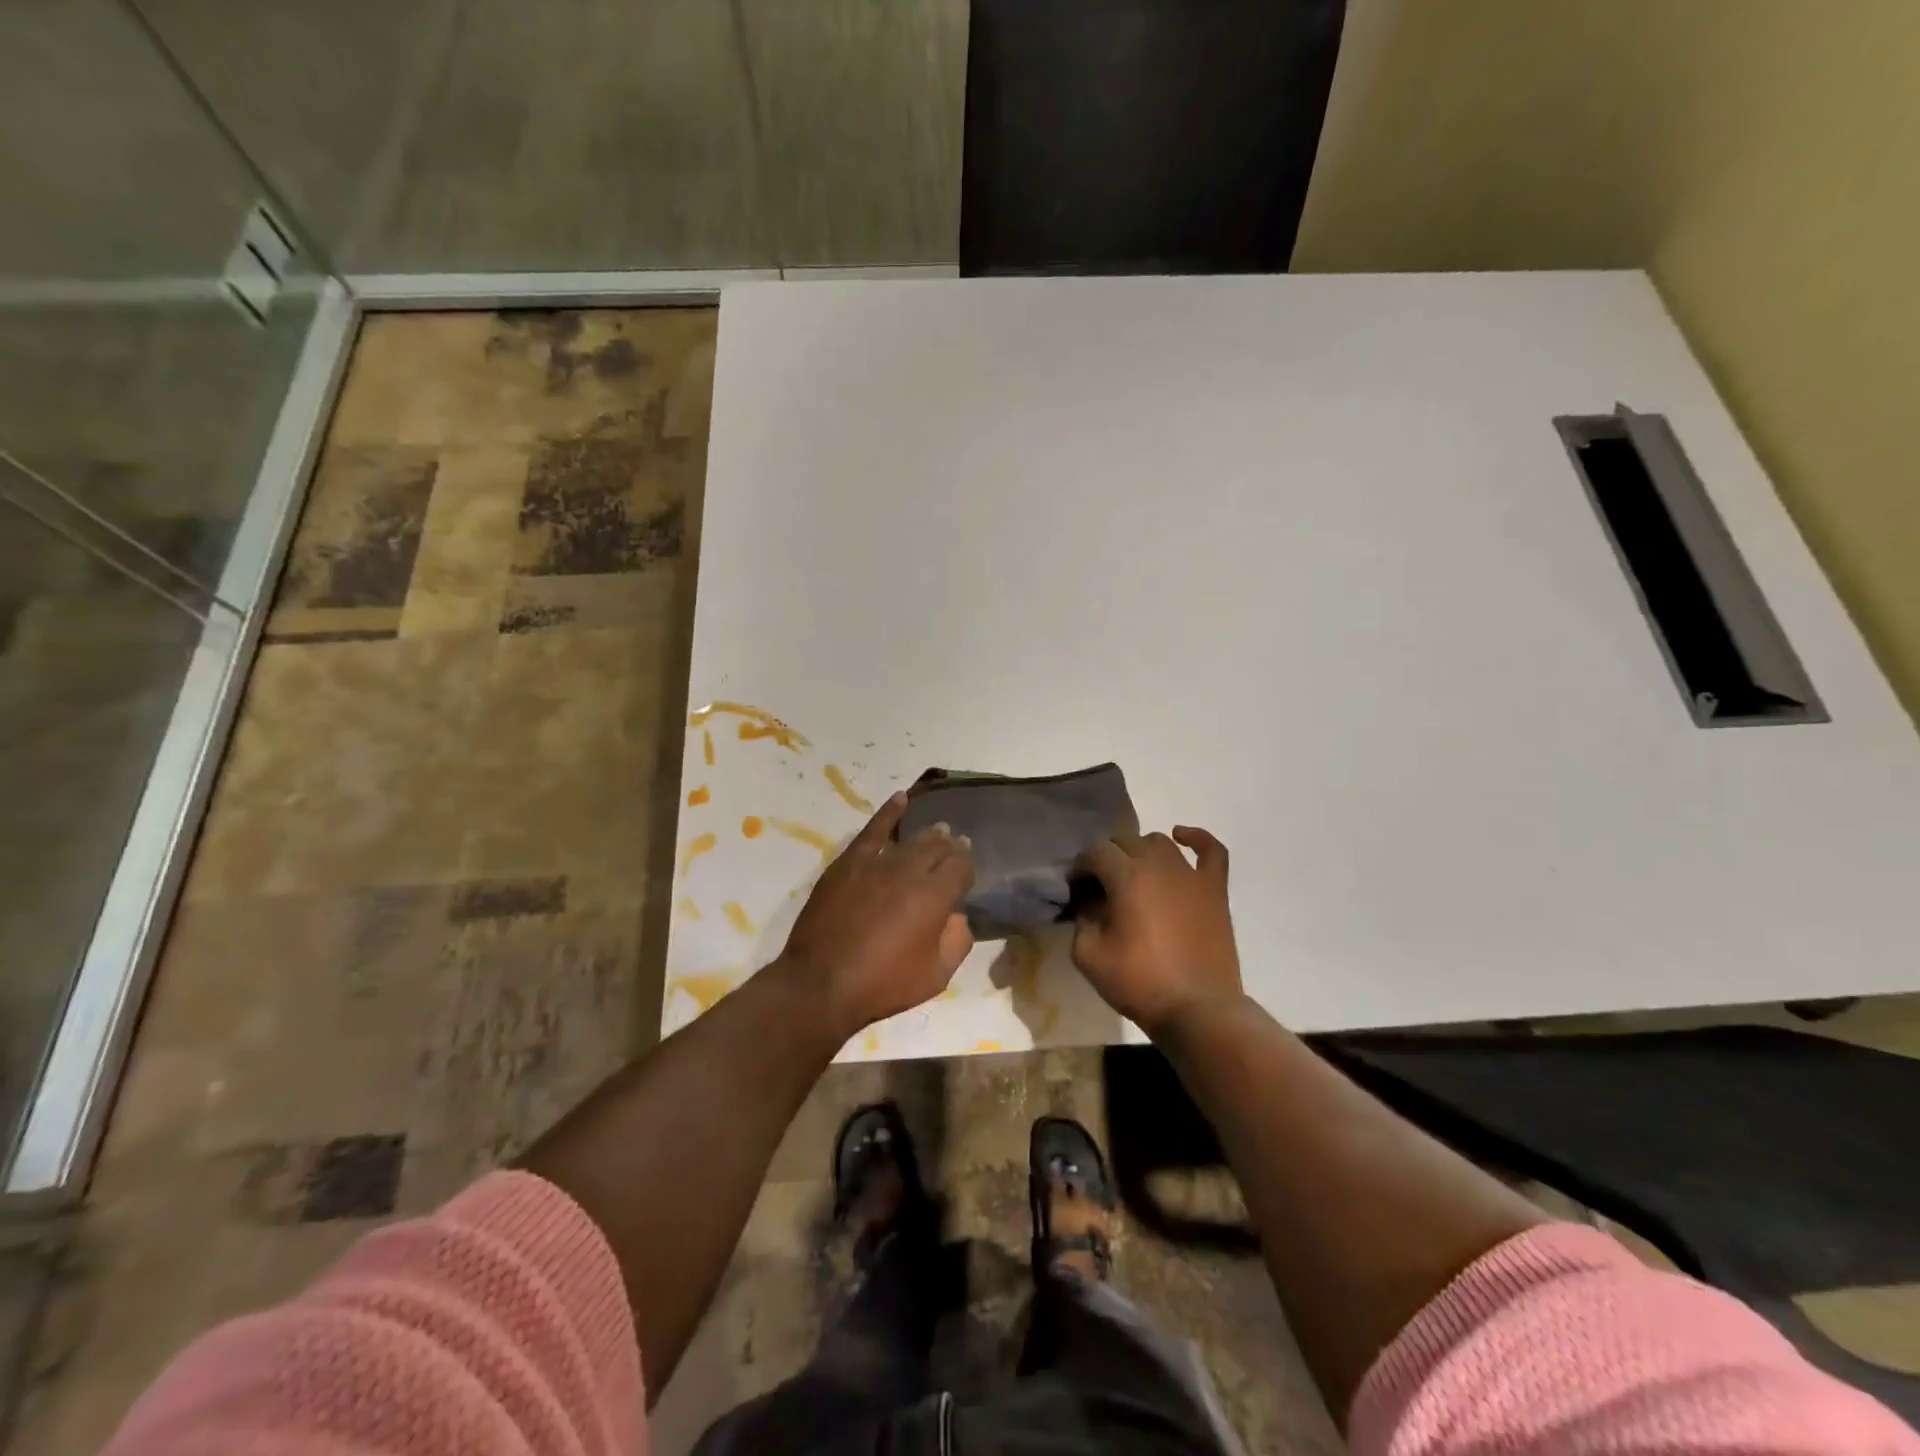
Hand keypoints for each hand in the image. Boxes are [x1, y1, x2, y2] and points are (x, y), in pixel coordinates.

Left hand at [780, 792, 974, 1039]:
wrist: (821, 984)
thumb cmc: (883, 985)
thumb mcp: (936, 976)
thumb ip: (957, 941)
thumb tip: (958, 916)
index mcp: (936, 897)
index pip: (961, 867)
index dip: (966, 865)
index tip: (967, 869)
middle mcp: (910, 871)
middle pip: (937, 847)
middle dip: (950, 846)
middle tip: (956, 845)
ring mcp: (877, 863)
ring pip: (911, 839)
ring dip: (928, 834)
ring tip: (938, 830)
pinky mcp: (849, 862)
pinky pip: (873, 830)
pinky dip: (889, 813)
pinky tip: (900, 799)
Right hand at [1071, 826, 1242, 1035]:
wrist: (1198, 1010)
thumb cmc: (1140, 983)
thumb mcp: (1088, 956)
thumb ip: (1082, 922)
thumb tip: (1091, 906)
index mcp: (1127, 876)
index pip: (1095, 852)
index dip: (1080, 867)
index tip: (1076, 891)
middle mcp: (1159, 865)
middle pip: (1125, 841)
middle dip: (1106, 858)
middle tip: (1099, 887)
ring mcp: (1191, 875)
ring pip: (1160, 842)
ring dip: (1140, 851)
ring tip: (1133, 875)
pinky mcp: (1215, 890)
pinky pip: (1211, 851)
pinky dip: (1196, 838)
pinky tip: (1181, 836)